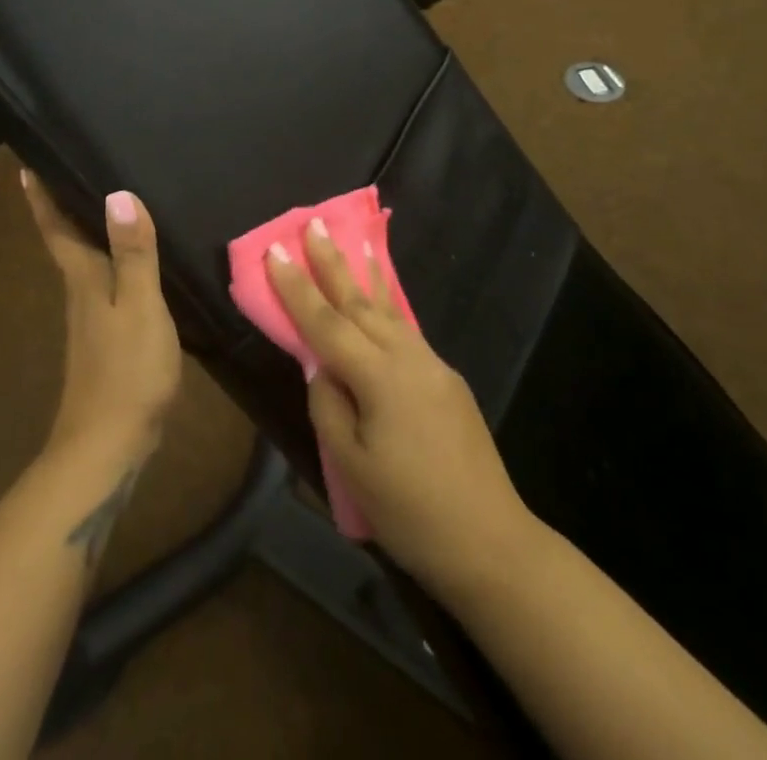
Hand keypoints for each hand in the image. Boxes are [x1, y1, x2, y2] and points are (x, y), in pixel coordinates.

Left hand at [22, 171, 182, 466]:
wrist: (109, 446)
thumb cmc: (127, 370)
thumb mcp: (140, 305)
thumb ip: (133, 253)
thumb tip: (119, 194)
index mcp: (84, 279)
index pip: (57, 228)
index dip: (42, 197)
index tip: (26, 166)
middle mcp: (81, 292)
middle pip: (68, 241)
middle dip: (64, 206)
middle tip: (72, 168)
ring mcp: (92, 319)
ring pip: (86, 262)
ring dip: (89, 231)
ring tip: (106, 203)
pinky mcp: (107, 339)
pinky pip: (106, 284)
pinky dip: (112, 261)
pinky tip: (131, 261)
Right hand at [266, 224, 531, 589]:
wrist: (492, 542)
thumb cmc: (411, 512)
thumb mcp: (352, 467)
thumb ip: (329, 407)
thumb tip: (322, 370)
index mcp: (379, 376)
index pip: (326, 322)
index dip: (296, 287)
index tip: (275, 250)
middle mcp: (408, 357)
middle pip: (360, 302)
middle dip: (333, 263)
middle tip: (314, 223)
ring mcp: (433, 366)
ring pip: (390, 311)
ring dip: (365, 277)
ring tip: (353, 244)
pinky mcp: (448, 381)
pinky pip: (407, 331)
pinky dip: (389, 307)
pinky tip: (383, 303)